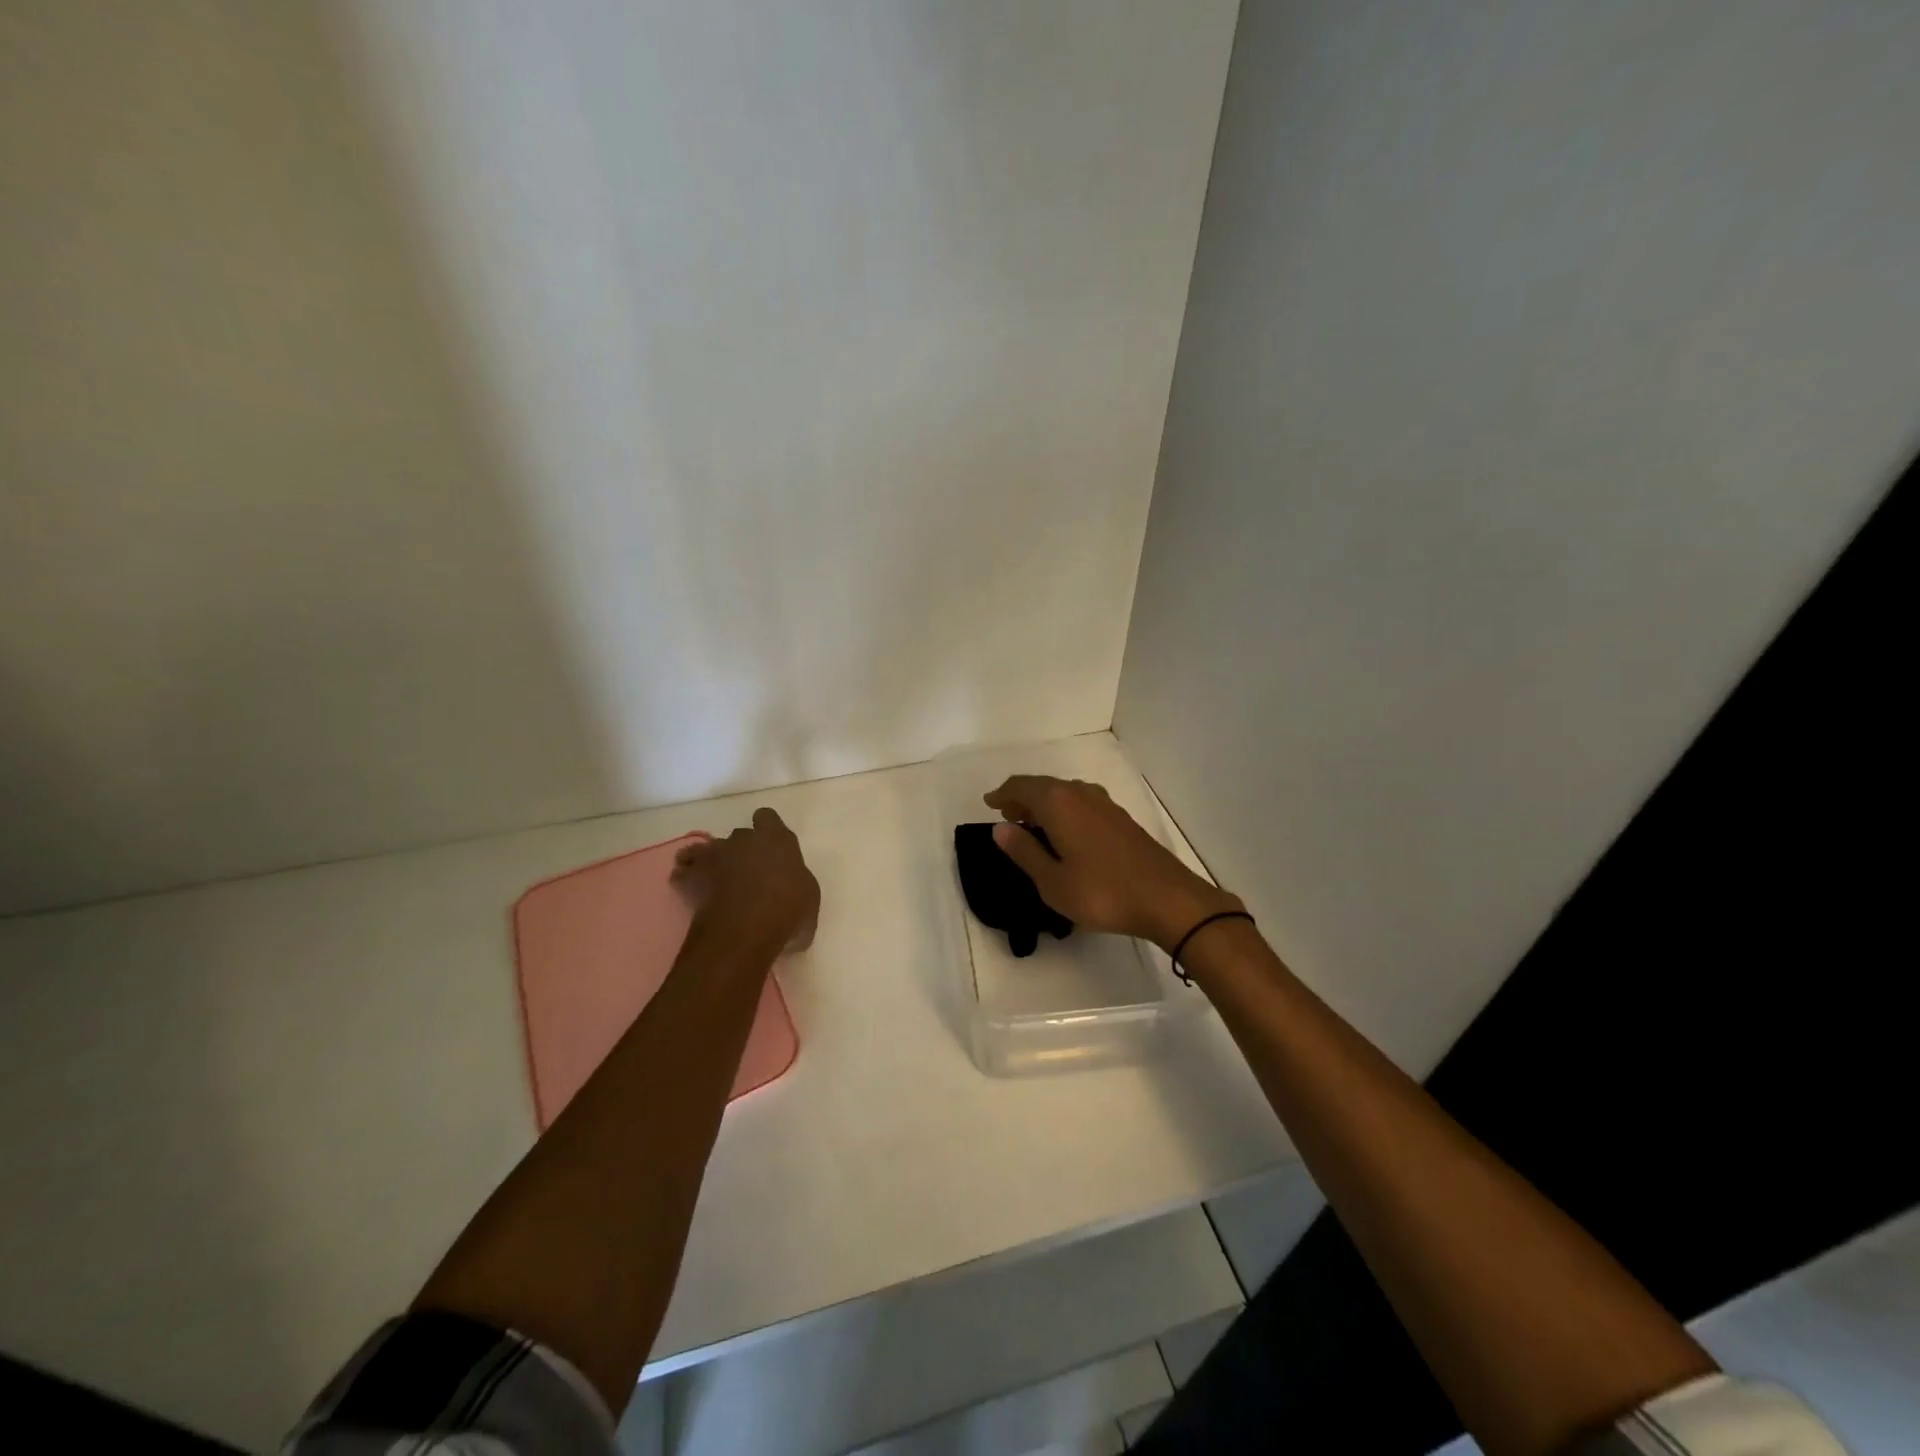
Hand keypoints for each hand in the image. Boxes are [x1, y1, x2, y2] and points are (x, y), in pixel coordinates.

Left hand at [672, 808, 819, 952]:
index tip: (769, 847)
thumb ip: (798, 882)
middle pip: (739, 836)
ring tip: (714, 881)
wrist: (744, 931)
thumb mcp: (810, 897)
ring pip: (706, 849)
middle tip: (747, 874)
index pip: (767, 817)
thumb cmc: (787, 912)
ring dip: (710, 861)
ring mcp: (714, 855)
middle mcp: (744, 839)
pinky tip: (692, 891)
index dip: (766, 829)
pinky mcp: (691, 876)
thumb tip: (792, 887)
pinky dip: (686, 879)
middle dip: (741, 850)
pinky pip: (683, 871)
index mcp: (776, 839)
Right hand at [982, 776, 1240, 950]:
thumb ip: (1024, 851)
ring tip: (1032, 825)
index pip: (1021, 786)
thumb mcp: (1052, 881)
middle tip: (1007, 817)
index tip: (988, 804)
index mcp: (1058, 803)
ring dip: (1044, 804)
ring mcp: (1104, 804)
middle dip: (1022, 798)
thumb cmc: (1102, 892)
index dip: (1002, 794)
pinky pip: (1081, 803)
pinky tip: (1065, 833)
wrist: (1167, 898)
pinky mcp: (1121, 819)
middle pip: (1043, 786)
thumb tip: (1000, 828)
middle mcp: (1080, 793)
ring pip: (1065, 793)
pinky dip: (1064, 811)